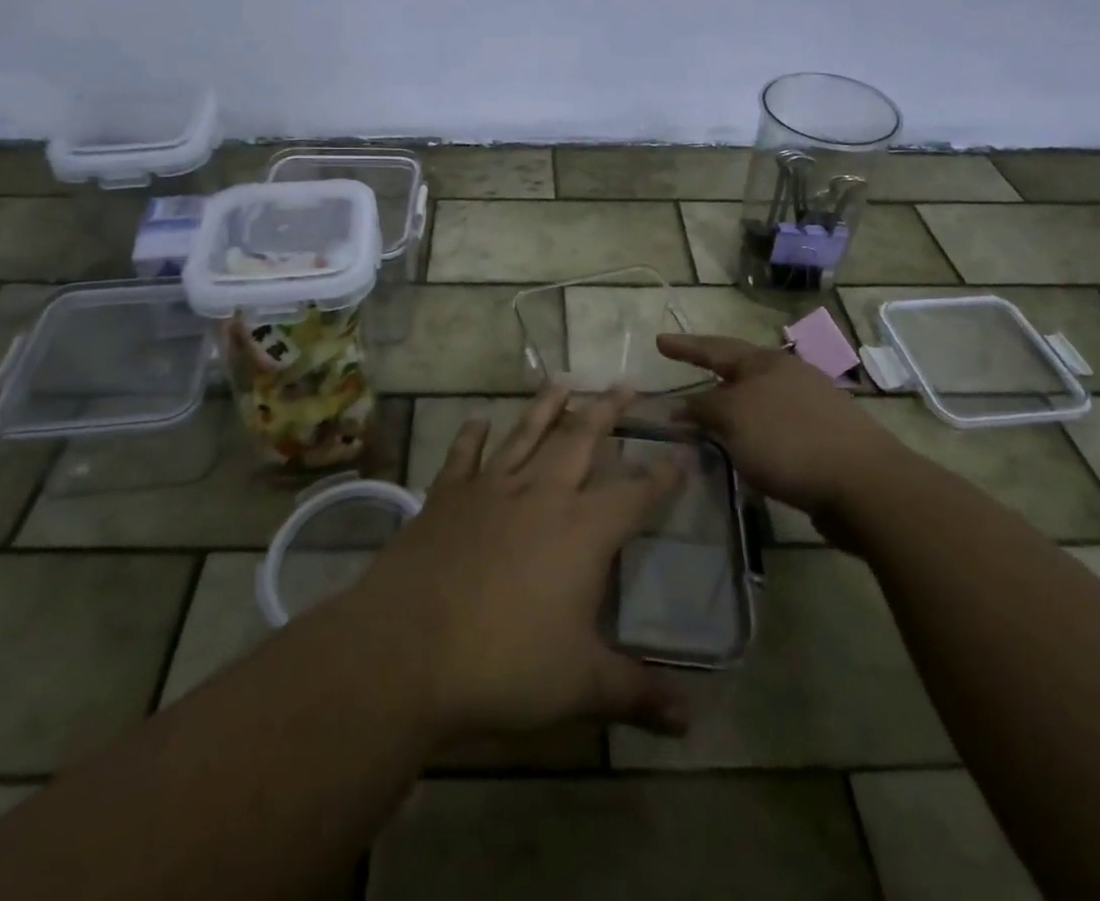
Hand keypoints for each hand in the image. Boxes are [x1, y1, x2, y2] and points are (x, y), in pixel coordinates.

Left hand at [346, 386, 690, 742]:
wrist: (408, 648)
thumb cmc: (504, 664)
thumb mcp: (580, 686)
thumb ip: (636, 694)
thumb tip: (691, 720)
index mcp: (582, 531)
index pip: (635, 493)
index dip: (663, 472)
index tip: (684, 447)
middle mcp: (541, 494)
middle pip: (581, 440)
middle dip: (607, 411)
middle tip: (625, 384)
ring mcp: (490, 489)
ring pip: (526, 434)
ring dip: (547, 406)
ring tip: (564, 379)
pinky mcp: (447, 496)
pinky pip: (464, 456)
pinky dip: (471, 435)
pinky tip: (477, 418)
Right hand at [657, 333, 898, 523]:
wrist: (866, 485)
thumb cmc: (790, 440)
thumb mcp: (734, 419)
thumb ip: (704, 409)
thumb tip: (682, 407)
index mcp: (767, 363)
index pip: (716, 348)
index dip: (686, 346)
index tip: (659, 341)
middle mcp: (790, 377)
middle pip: (741, 371)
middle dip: (712, 374)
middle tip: (686, 376)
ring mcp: (813, 407)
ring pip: (759, 401)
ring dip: (732, 408)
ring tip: (710, 420)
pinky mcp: (825, 440)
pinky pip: (776, 430)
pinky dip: (753, 435)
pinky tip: (748, 452)